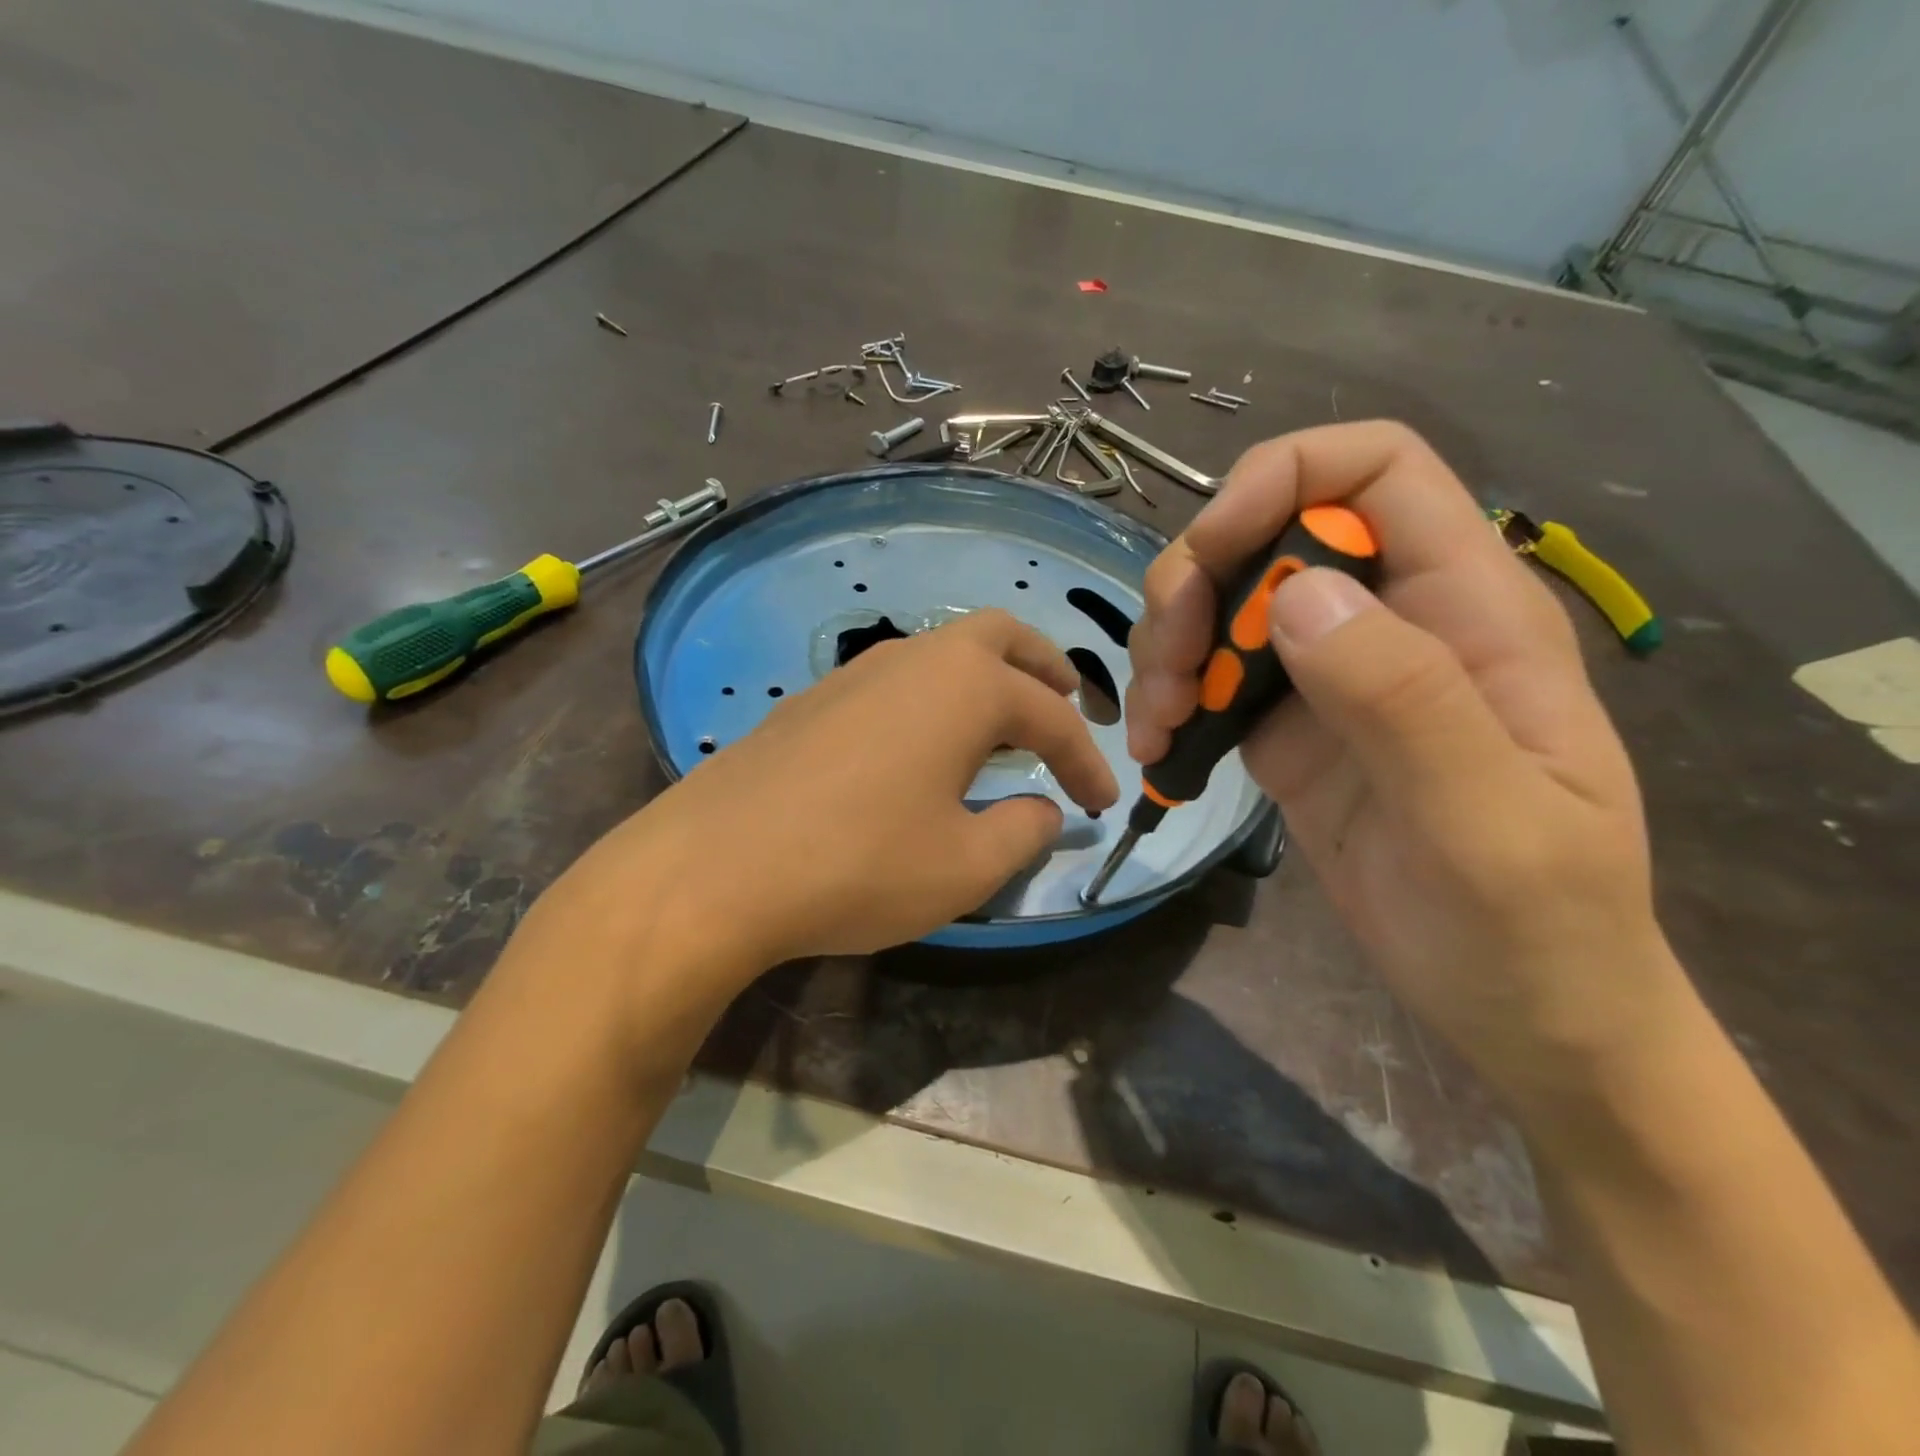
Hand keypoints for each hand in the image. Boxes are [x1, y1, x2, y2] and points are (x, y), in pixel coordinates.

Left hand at [571, 609, 1117, 991]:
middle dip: (1044, 668)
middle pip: (1001, 638)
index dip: (1086, 761)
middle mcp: (916, 659)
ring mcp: (857, 672)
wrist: (717, 867)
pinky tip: (924, 746)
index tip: (1104, 803)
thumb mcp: (965, 866)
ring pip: (943, 653)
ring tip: (1003, 726)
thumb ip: (1023, 832)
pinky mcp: (815, 699)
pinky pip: (899, 681)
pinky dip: (935, 699)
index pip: (1052, 719)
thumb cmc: (860, 864)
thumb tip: (1043, 810)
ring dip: (987, 680)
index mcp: (967, 687)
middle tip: (1070, 705)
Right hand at [1127, 422, 1675, 1096]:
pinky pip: (1209, 683)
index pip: (1377, 470)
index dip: (1284, 478)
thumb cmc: (1535, 926)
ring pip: (1222, 606)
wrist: (1522, 1014)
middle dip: (1195, 584)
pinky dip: (1168, 703)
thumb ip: (1403, 697)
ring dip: (1168, 648)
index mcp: (1466, 610)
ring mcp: (1329, 679)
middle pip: (1268, 535)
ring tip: (1156, 725)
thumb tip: (1298, 591)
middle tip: (1167, 672)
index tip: (1211, 554)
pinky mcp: (1286, 732)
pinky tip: (1158, 752)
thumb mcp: (1487, 821)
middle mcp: (1390, 623)